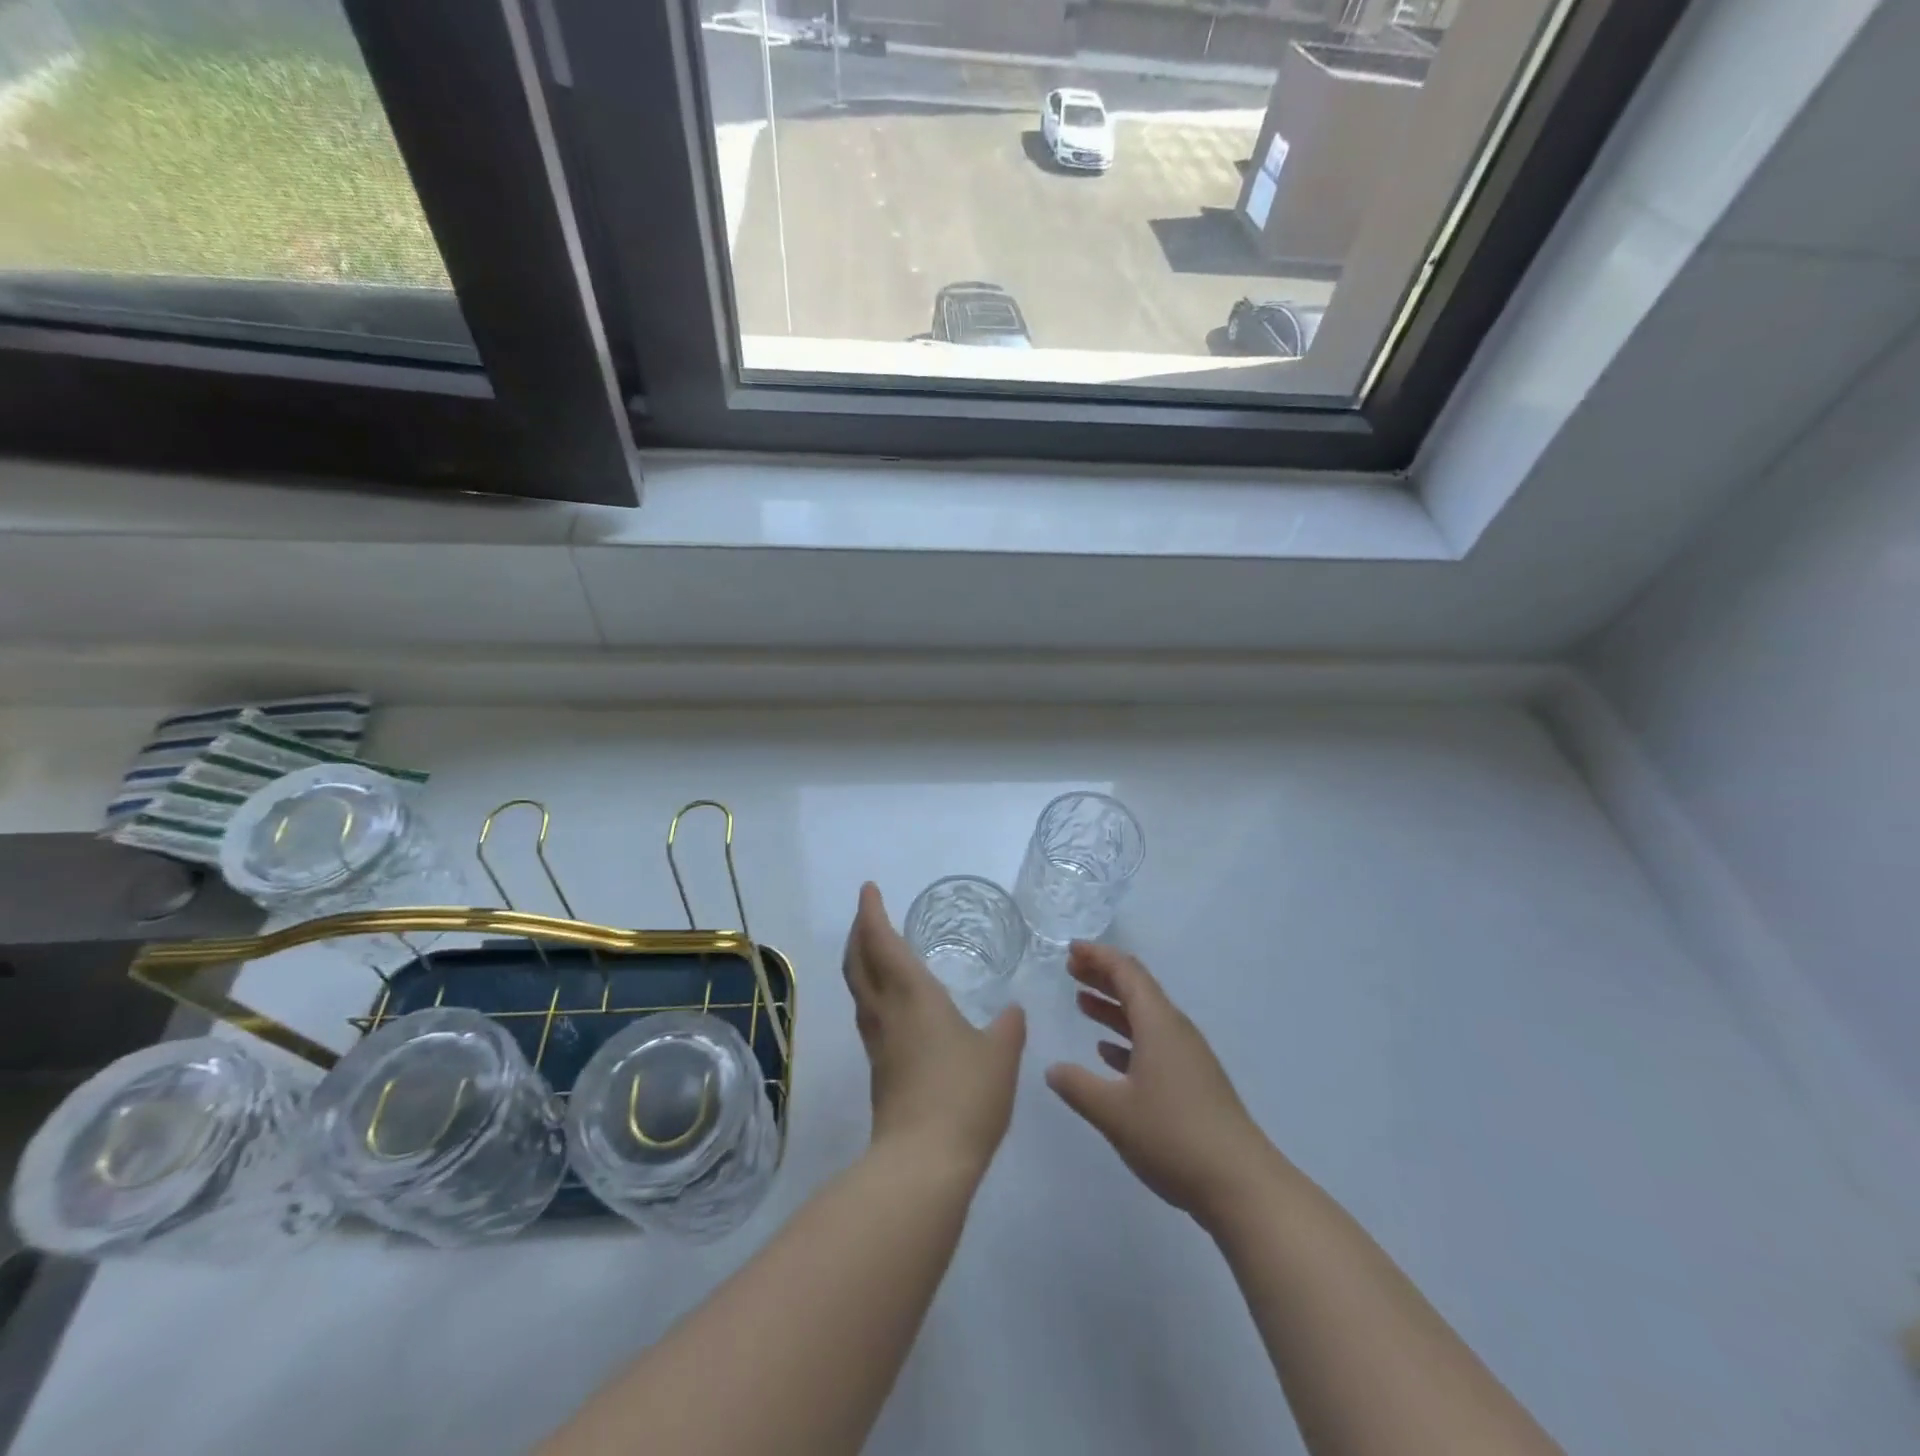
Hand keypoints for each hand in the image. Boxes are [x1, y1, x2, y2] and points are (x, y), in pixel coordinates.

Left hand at [842, 883, 1025, 1176]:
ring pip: (859, 989)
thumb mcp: (1000, 1055)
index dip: (872, 913)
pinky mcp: (879, 1069)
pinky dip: (872, 991)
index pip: (882, 942)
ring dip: (861, 962)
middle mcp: (887, 1012)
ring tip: (876, 950)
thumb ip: (1008, 1027)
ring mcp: (878, 1042)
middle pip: (858, 962)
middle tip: (868, 913)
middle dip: (859, 933)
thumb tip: (1013, 1011)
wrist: (924, 1162)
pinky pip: (869, 1014)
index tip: (868, 889)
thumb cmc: (964, 1095)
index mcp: (912, 995)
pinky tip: (893, 1003)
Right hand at [1046, 943, 1271, 1225]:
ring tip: (1082, 1002)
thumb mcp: (1114, 1111)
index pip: (1127, 972)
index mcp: (1159, 1024)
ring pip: (1145, 1017)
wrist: (1241, 1185)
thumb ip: (1078, 1086)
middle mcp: (1175, 1031)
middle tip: (1071, 969)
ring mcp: (1187, 1057)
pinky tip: (1108, 1052)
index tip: (1071, 950)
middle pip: (1137, 989)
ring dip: (1113, 1006)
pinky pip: (1154, 1043)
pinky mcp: (1193, 1082)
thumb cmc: (1173, 1136)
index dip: (1098, 957)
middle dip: (1103, 975)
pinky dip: (1127, 1037)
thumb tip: (1053, 1069)